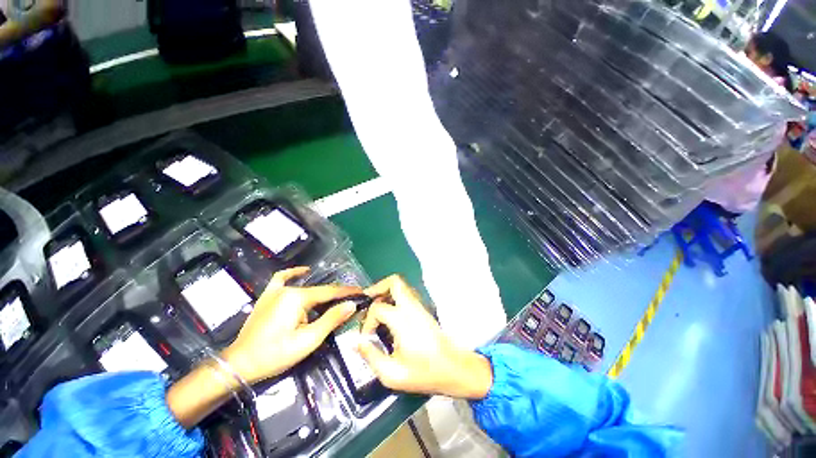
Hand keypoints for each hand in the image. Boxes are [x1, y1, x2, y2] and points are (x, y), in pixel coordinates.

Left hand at [222, 267, 361, 383]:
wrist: (239, 364)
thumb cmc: (275, 354)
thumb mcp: (308, 340)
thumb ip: (331, 320)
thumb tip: (351, 305)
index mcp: (298, 298)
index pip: (329, 292)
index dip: (347, 292)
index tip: (362, 292)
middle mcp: (287, 289)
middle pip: (319, 290)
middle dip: (337, 294)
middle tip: (351, 299)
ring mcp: (275, 291)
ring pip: (306, 286)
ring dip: (322, 291)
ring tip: (336, 297)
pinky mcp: (268, 296)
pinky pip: (282, 278)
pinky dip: (294, 273)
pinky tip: (303, 272)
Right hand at [357, 275, 492, 398]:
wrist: (454, 369)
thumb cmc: (425, 373)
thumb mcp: (392, 374)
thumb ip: (371, 357)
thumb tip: (357, 343)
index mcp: (403, 320)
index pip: (378, 308)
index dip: (367, 321)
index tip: (367, 337)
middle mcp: (412, 307)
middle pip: (394, 282)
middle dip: (378, 287)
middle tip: (367, 300)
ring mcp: (419, 306)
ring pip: (401, 286)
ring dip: (386, 292)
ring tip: (376, 307)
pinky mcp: (423, 310)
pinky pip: (406, 295)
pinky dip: (394, 298)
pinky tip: (389, 314)